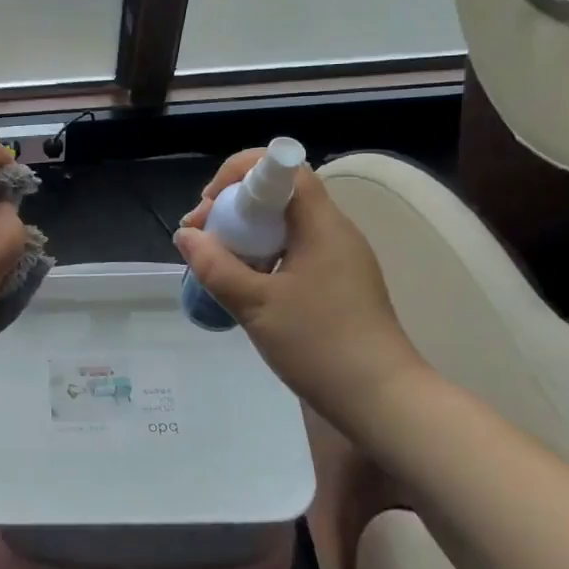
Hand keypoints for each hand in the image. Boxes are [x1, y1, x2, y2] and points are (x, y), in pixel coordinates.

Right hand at [175, 150, 424, 422]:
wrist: (383, 401)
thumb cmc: (320, 344)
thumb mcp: (256, 305)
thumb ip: (215, 266)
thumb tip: (186, 235)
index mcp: (322, 225)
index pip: (284, 167)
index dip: (241, 172)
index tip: (211, 204)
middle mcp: (334, 231)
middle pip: (279, 195)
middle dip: (234, 206)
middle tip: (201, 237)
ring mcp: (339, 258)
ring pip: (284, 225)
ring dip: (245, 233)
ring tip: (215, 262)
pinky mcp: (338, 283)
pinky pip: (293, 250)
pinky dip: (262, 255)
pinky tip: (243, 284)